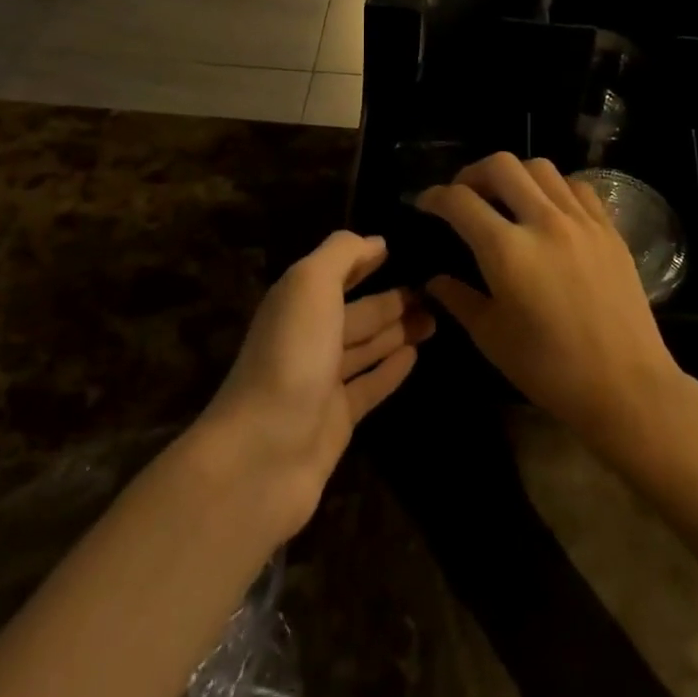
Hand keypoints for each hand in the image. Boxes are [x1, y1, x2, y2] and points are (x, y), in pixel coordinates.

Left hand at [199, 231, 432, 536]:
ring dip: (398, 331)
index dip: (363, 260)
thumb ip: (341, 255)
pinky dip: (391, 369)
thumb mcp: (311, 285)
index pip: (336, 272)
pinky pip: (370, 386)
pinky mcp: (337, 421)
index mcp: (298, 302)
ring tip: (435, 318)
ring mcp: (321, 382)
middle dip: (392, 299)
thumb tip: (375, 241)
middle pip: (357, 312)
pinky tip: (416, 356)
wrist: (262, 455)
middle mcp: (308, 337)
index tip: (398, 249)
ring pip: (366, 347)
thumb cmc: (291, 355)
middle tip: (435, 290)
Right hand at [419, 153, 686, 459]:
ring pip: (540, 167)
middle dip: (472, 172)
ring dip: (514, 174)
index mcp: (507, 251)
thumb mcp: (492, 338)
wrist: (626, 387)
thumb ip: (458, 299)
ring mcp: (581, 220)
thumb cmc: (551, 370)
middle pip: (501, 165)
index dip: (435, 197)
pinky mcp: (608, 228)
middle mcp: (543, 222)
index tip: (425, 204)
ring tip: (506, 196)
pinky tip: (549, 207)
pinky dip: (554, 186)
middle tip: (464, 194)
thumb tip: (433, 279)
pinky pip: (576, 186)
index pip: (460, 201)